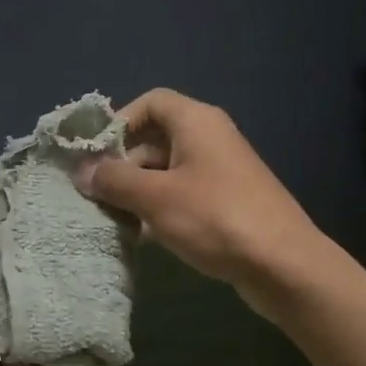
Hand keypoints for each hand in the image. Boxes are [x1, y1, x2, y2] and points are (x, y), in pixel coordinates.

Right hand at [73, 88, 332, 321]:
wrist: (283, 264)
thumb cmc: (215, 218)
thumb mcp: (156, 197)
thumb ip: (115, 180)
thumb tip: (82, 170)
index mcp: (197, 121)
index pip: (151, 102)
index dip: (120, 122)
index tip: (96, 154)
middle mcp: (211, 138)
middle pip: (157, 137)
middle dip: (124, 163)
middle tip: (96, 193)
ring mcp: (222, 171)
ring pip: (168, 170)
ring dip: (139, 190)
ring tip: (113, 218)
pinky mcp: (228, 202)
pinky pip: (185, 194)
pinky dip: (161, 208)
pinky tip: (143, 236)